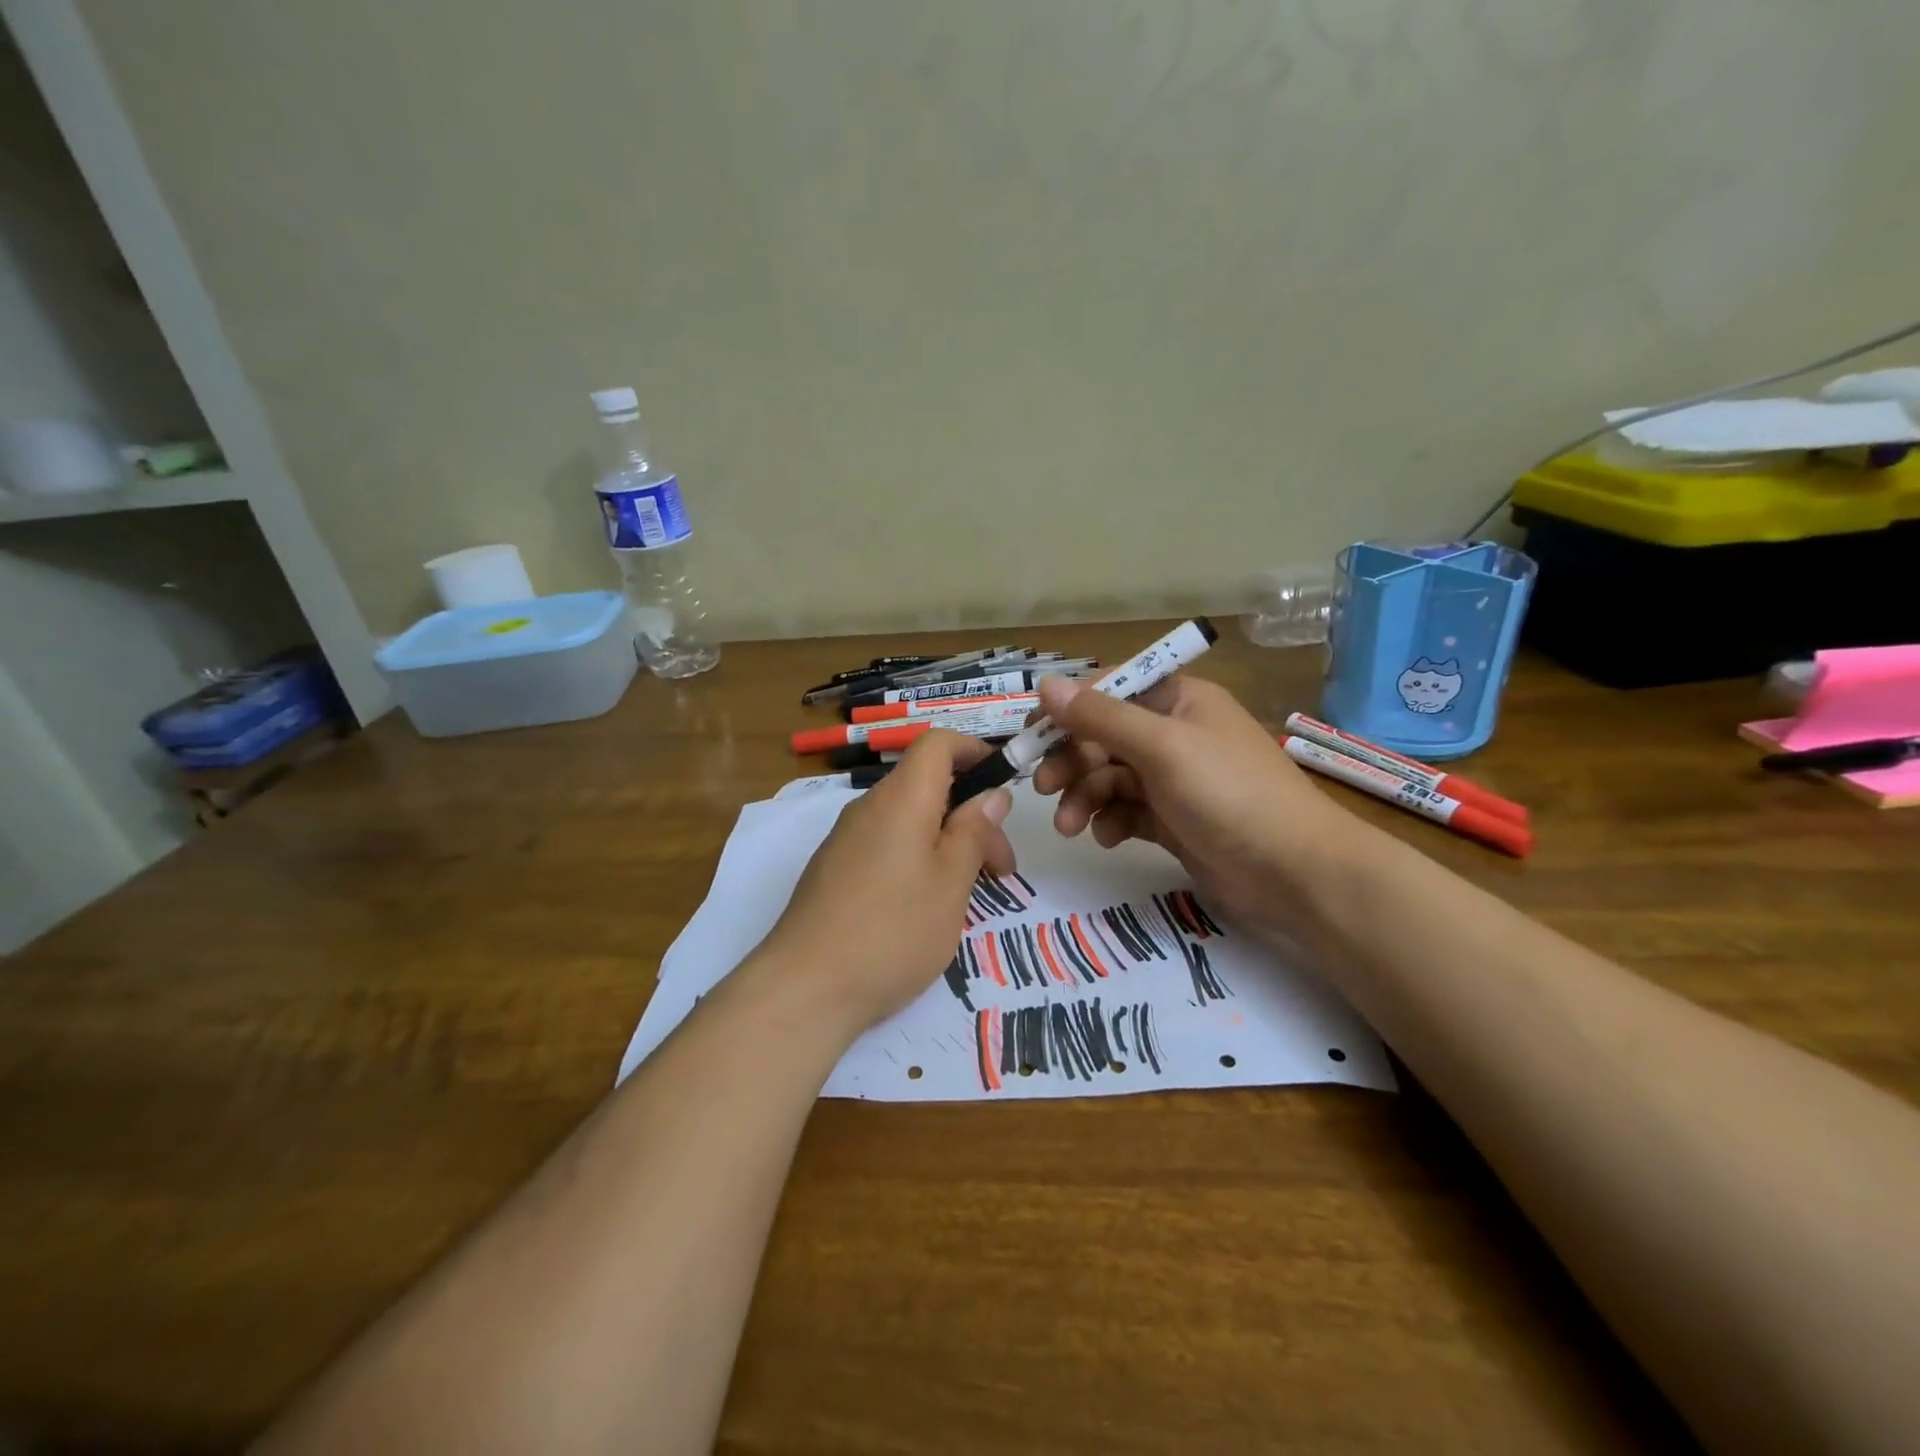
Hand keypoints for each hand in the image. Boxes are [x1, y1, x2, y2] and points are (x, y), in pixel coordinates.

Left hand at [759, 730, 1015, 1038]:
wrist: (805, 987)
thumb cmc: (893, 931)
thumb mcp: (951, 882)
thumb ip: (974, 831)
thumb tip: (991, 793)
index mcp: (901, 799)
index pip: (937, 743)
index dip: (974, 751)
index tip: (1004, 787)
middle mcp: (869, 807)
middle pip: (928, 786)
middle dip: (972, 816)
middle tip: (1001, 870)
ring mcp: (846, 839)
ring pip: (909, 820)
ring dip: (947, 842)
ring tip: (968, 894)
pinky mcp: (833, 870)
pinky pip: (886, 845)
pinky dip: (916, 859)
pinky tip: (924, 907)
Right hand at [1031, 673, 1377, 943]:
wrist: (1293, 872)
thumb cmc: (1228, 794)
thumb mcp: (1161, 748)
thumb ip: (1101, 717)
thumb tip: (1045, 683)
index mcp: (1177, 699)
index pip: (1108, 690)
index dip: (1067, 710)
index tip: (1030, 735)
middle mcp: (1173, 732)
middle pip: (1103, 736)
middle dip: (1072, 761)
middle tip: (1043, 788)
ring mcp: (1173, 778)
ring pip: (1109, 777)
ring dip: (1084, 797)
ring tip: (1070, 826)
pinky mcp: (1173, 818)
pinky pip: (1126, 810)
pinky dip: (1110, 821)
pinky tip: (1107, 838)